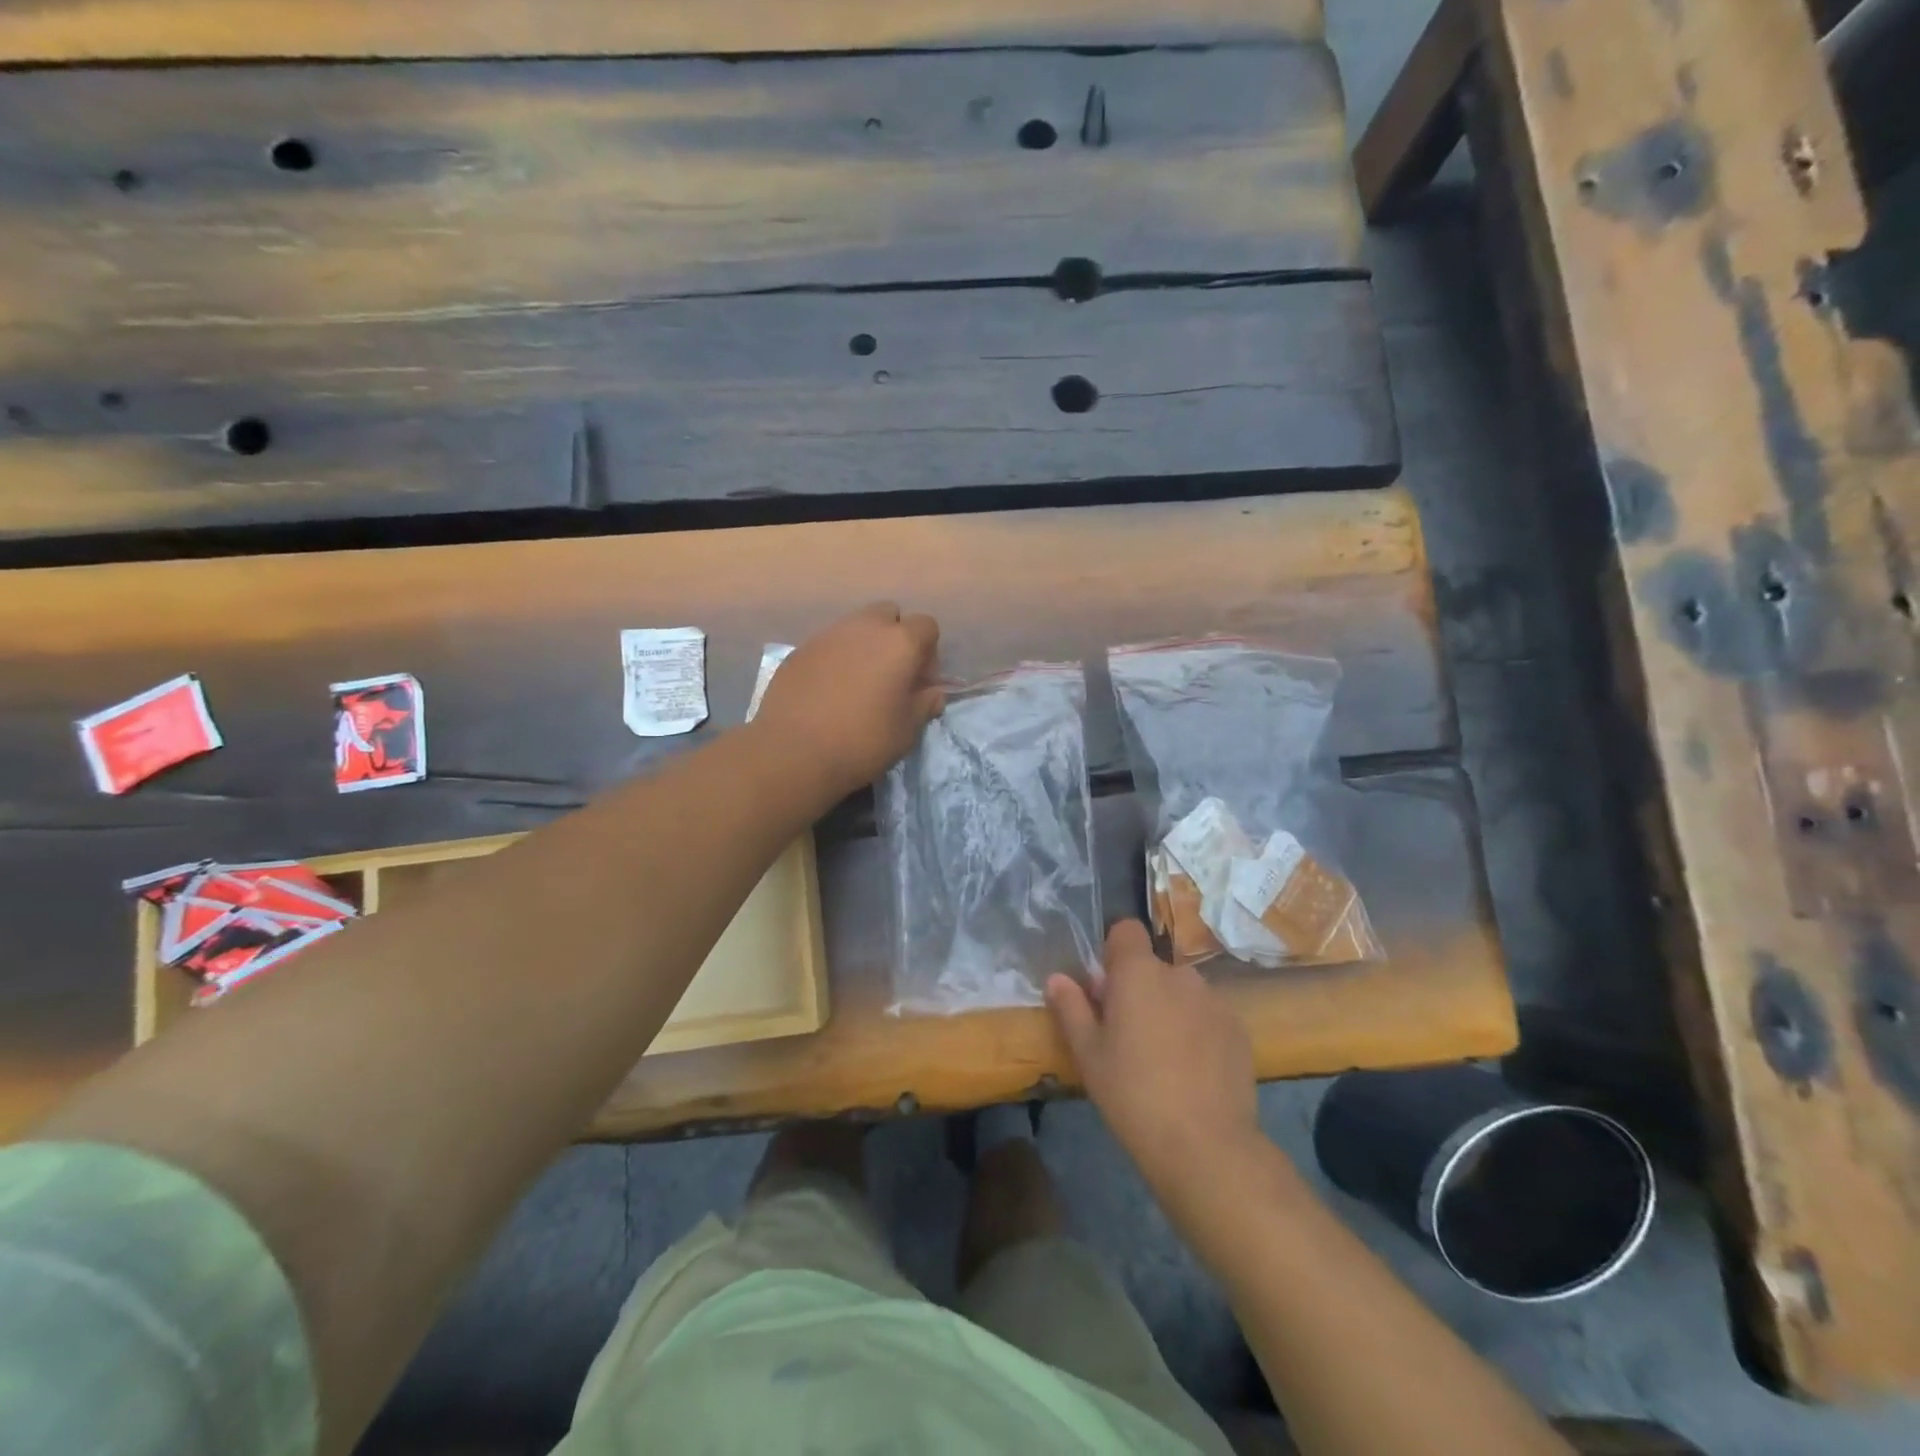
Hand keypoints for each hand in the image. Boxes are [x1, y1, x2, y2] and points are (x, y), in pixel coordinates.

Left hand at [754, 603, 943, 801]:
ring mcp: (827, 635)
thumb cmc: (863, 741)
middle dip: (895, 637)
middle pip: (888, 615)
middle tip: (890, 675)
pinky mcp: (799, 650)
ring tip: (858, 684)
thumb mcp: (907, 730)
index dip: (928, 653)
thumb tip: (933, 692)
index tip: (920, 683)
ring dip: (864, 647)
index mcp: (899, 642)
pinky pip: (828, 644)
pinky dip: (835, 659)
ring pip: (855, 627)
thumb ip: (925, 703)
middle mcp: (864, 627)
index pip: (927, 626)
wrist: (794, 752)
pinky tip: (829, 692)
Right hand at [1047, 921, 1262, 1190]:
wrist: (1206, 1145)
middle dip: (1140, 990)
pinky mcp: (1238, 1030)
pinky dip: (1197, 1032)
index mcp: (1138, 972)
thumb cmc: (1133, 1093)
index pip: (1126, 930)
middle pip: (1153, 967)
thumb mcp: (1089, 1055)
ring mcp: (1214, 1001)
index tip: (1106, 989)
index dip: (1114, 952)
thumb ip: (1072, 1009)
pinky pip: (1208, 1017)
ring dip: (1169, 1010)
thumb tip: (1057, 979)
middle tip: (1127, 1035)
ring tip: (1163, 1059)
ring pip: (1182, 993)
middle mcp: (1179, 975)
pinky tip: (1192, 1073)